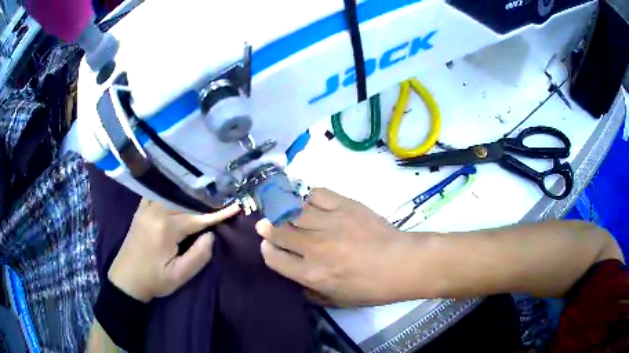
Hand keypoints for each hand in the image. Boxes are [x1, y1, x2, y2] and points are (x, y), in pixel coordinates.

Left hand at [108, 199, 240, 301]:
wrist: (126, 279)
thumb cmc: (154, 280)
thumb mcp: (179, 276)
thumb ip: (199, 255)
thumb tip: (211, 235)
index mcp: (166, 228)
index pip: (197, 217)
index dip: (217, 214)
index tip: (235, 207)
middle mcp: (155, 211)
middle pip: (185, 201)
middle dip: (205, 200)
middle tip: (223, 197)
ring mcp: (146, 208)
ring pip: (172, 193)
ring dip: (189, 193)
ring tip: (205, 192)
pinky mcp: (141, 210)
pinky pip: (158, 193)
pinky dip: (172, 191)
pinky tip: (180, 192)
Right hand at [256, 188, 422, 305]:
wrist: (401, 264)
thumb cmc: (371, 287)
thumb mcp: (337, 301)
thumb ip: (311, 292)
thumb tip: (295, 280)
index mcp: (311, 273)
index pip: (274, 258)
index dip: (267, 250)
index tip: (267, 245)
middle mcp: (314, 247)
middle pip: (279, 231)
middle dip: (268, 228)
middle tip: (266, 224)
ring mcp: (329, 223)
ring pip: (293, 211)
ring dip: (284, 212)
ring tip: (283, 212)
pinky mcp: (344, 206)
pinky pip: (316, 194)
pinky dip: (308, 197)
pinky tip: (309, 203)